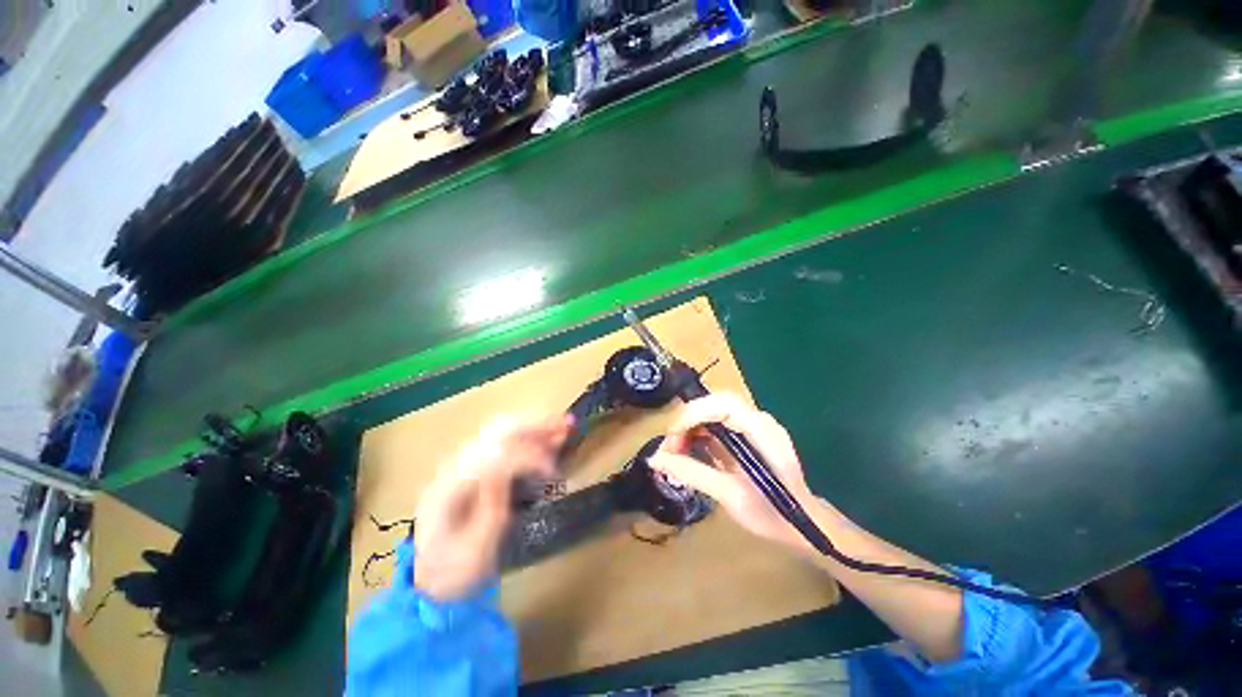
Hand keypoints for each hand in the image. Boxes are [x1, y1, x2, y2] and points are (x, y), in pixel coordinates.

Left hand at [412, 414, 571, 599]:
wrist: (432, 579)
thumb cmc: (456, 571)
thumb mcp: (475, 549)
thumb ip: (491, 506)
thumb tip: (509, 467)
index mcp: (449, 488)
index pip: (494, 456)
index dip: (527, 457)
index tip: (553, 472)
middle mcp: (454, 466)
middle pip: (496, 433)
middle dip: (535, 426)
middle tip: (566, 425)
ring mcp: (463, 463)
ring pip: (502, 432)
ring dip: (535, 426)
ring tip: (564, 424)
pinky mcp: (474, 466)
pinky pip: (504, 441)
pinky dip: (529, 435)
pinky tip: (548, 436)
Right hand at [649, 393, 813, 549]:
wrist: (805, 526)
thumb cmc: (772, 514)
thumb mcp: (730, 496)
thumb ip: (692, 473)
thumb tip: (654, 460)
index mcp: (762, 432)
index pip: (724, 404)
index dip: (694, 414)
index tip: (672, 437)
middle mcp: (759, 420)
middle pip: (715, 403)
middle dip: (688, 420)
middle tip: (670, 447)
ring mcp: (754, 425)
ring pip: (713, 410)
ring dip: (690, 426)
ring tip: (676, 452)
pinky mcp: (748, 433)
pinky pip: (717, 422)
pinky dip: (699, 433)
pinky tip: (689, 450)